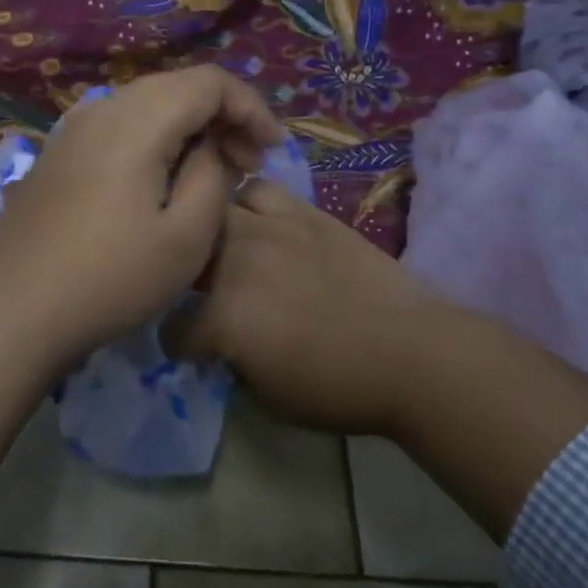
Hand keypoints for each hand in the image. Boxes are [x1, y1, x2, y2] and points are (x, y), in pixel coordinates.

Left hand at [0, 67, 283, 367]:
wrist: (13, 310)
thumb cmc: (111, 278)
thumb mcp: (187, 236)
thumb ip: (212, 175)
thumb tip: (210, 146)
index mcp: (137, 120)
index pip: (209, 82)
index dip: (250, 108)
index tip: (271, 152)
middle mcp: (102, 109)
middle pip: (177, 87)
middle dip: (222, 116)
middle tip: (246, 165)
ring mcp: (72, 130)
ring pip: (146, 105)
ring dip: (186, 127)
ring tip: (209, 172)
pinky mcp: (57, 154)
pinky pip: (118, 127)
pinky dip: (153, 139)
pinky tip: (160, 179)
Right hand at [182, 178, 466, 435]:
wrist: (412, 353)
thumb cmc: (341, 387)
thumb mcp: (270, 397)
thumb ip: (233, 363)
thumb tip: (225, 345)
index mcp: (224, 319)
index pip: (175, 330)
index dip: (181, 345)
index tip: (195, 350)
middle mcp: (237, 263)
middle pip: (187, 252)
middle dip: (188, 274)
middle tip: (208, 291)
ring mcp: (270, 229)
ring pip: (218, 209)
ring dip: (216, 232)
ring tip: (231, 247)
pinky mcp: (303, 213)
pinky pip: (261, 190)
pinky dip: (252, 205)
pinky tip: (264, 224)